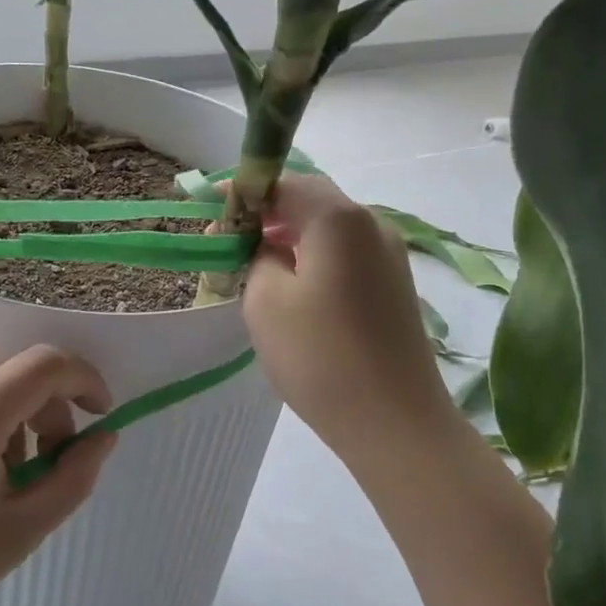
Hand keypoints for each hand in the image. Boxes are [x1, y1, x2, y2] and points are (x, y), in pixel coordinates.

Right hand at [243, 175, 460, 467]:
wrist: (395, 423)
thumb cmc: (320, 356)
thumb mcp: (265, 300)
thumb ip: (257, 255)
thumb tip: (269, 246)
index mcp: (339, 218)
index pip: (284, 182)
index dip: (244, 191)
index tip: (210, 206)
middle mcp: (372, 224)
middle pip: (312, 200)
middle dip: (268, 212)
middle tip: (229, 237)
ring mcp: (390, 255)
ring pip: (330, 228)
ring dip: (291, 235)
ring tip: (254, 262)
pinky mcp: (395, 285)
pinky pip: (346, 253)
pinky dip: (314, 256)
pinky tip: (293, 285)